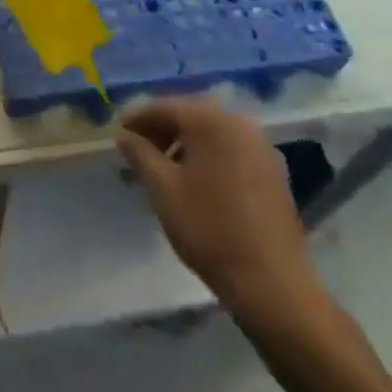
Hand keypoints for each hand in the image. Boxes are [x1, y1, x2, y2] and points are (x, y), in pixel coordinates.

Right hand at [117, 99, 322, 339]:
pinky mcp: (273, 172)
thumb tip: (125, 135)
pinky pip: (230, 151)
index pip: (165, 108)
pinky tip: (196, 183)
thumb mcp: (163, 189)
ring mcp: (261, 148)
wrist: (272, 283)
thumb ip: (140, 154)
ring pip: (211, 135)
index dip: (137, 119)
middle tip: (138, 153)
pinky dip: (208, 157)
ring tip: (163, 171)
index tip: (118, 134)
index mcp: (212, 121)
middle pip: (190, 117)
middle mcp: (240, 124)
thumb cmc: (210, 229)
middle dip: (161, 132)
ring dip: (184, 145)